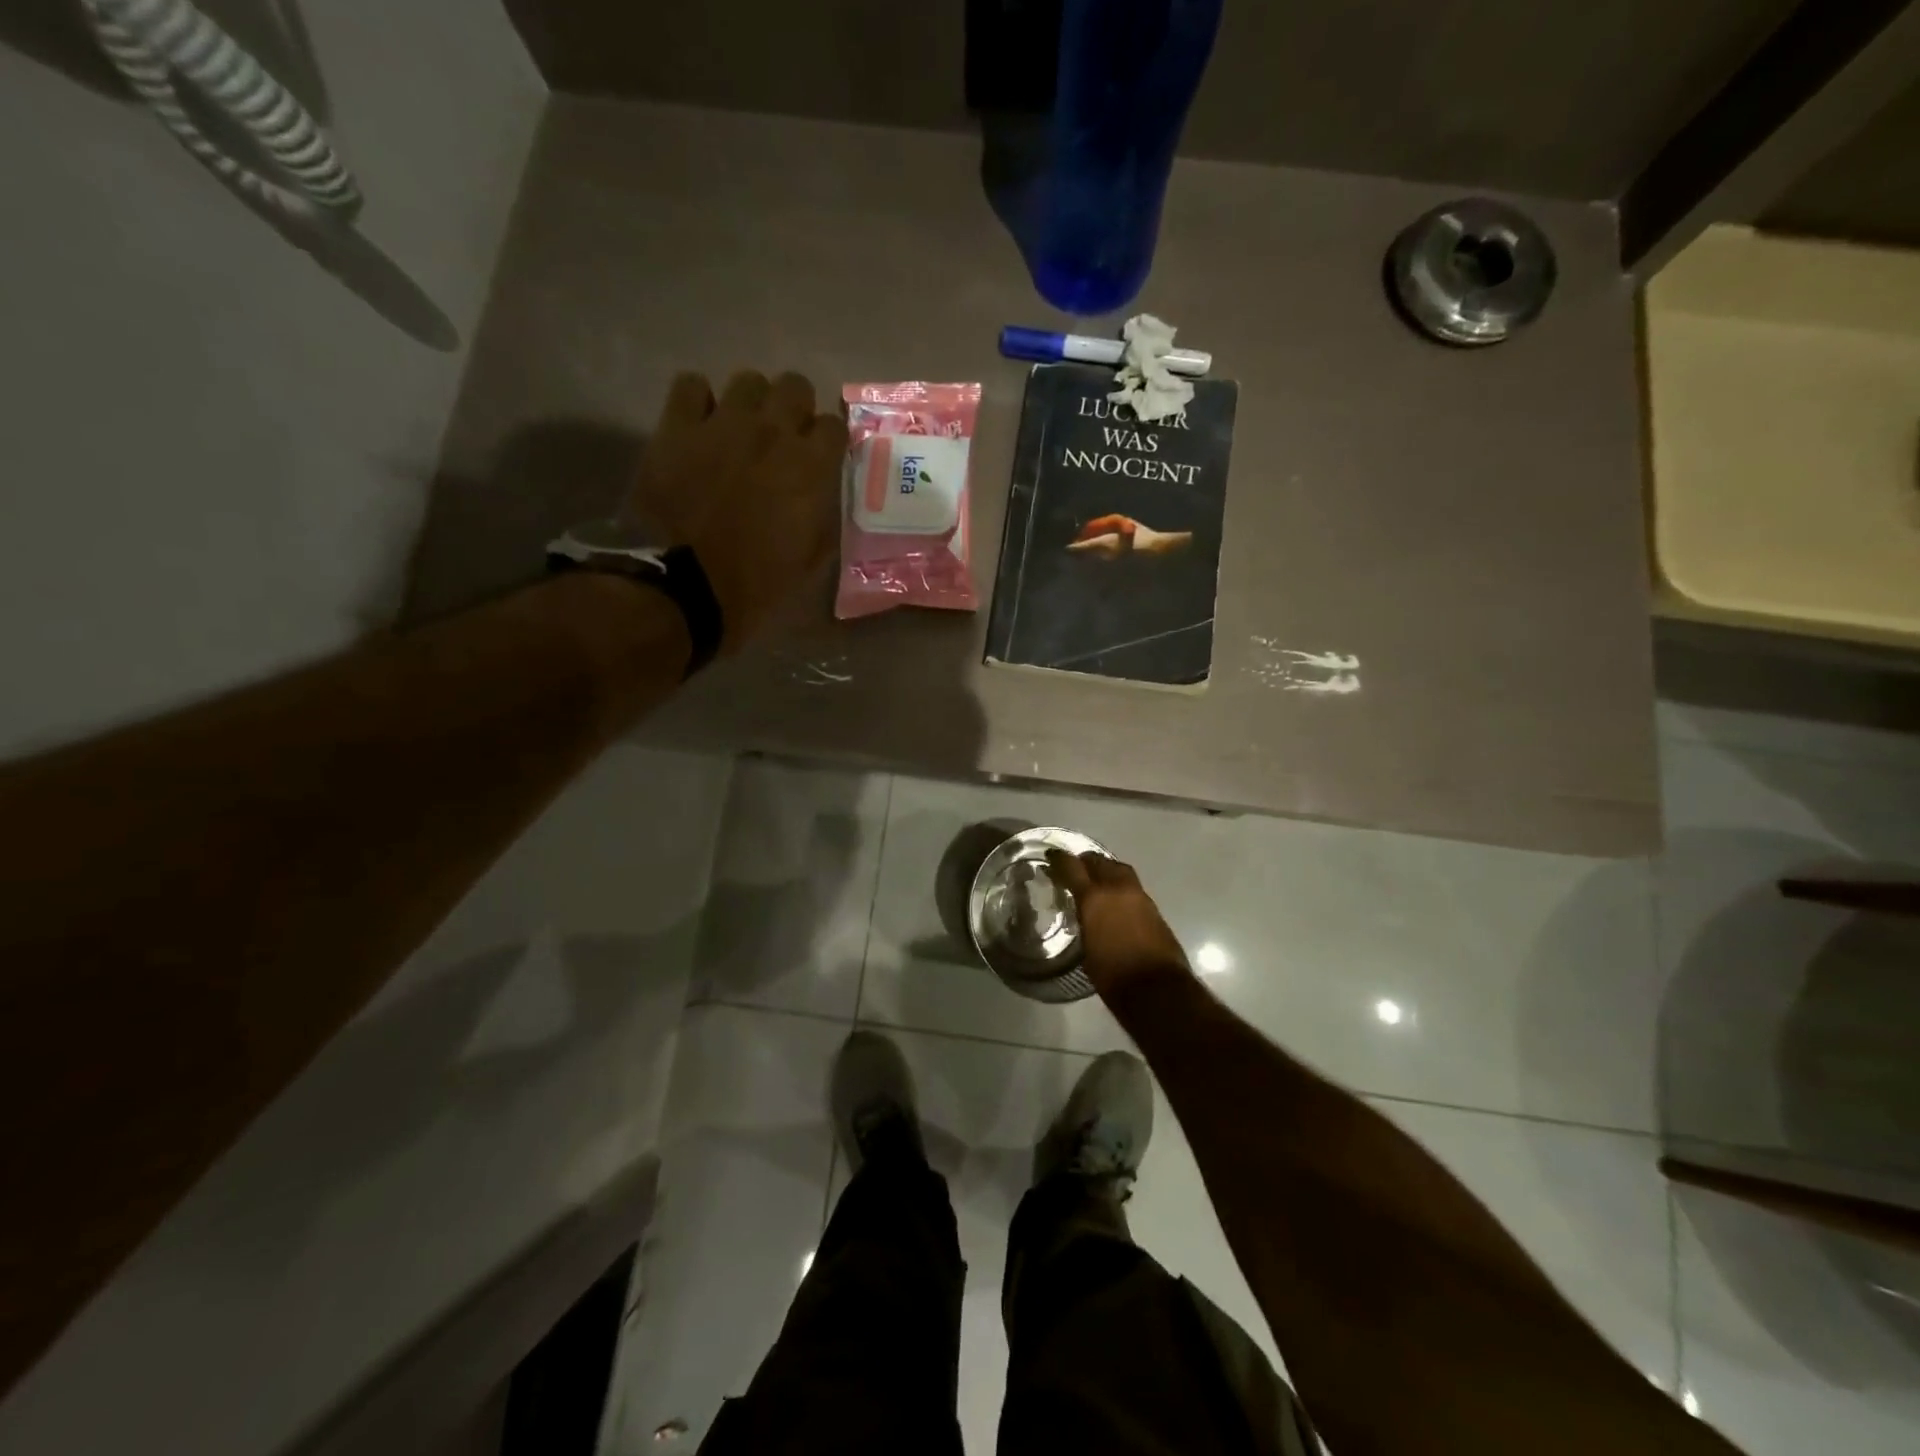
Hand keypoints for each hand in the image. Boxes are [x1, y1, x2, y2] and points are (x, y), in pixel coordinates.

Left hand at [628, 371, 846, 653]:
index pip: (835, 426)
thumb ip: (823, 523)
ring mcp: (722, 424)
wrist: (682, 589)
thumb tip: (823, 502)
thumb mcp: (809, 565)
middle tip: (784, 440)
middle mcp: (772, 433)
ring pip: (748, 380)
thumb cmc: (754, 587)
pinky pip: (691, 385)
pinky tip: (700, 424)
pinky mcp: (676, 426)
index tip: (822, 459)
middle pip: (795, 386)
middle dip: (795, 409)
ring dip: (752, 403)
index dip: (829, 442)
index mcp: (810, 469)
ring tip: (742, 431)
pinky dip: (699, 401)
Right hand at [1046, 850, 1192, 998]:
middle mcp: (1117, 889)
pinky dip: (1119, 884)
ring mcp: (1138, 895)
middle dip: (1084, 861)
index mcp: (1094, 898)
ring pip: (1118, 868)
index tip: (1050, 857)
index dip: (1059, 859)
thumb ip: (1084, 920)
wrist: (1156, 988)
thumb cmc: (1112, 975)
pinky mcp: (1153, 907)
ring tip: (1094, 879)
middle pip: (1098, 861)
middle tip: (1073, 869)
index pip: (1072, 867)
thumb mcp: (1086, 946)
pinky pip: (1131, 884)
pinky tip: (1114, 898)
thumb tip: (1084, 913)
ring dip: (1105, 869)